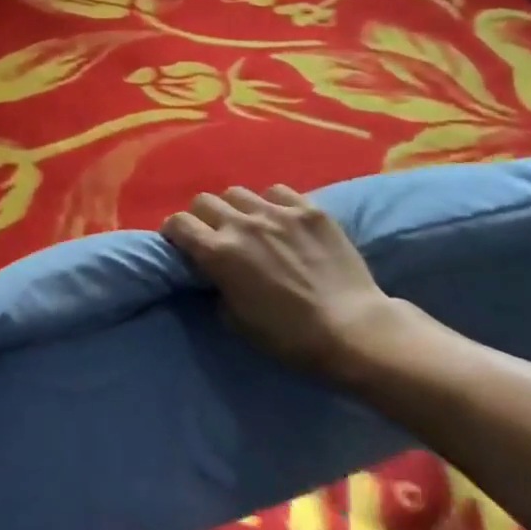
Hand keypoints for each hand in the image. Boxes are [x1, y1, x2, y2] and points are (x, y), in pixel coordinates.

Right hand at [162, 185, 405, 383]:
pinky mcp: (309, 210)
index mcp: (219, 252)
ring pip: (238, 192)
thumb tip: (214, 274)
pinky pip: (277, 191)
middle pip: (204, 201)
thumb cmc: (291, 338)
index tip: (180, 243)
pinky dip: (272, 202)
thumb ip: (217, 288)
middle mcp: (242, 223)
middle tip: (214, 235)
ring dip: (236, 208)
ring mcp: (277, 212)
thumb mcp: (237, 322)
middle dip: (202, 217)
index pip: (178, 223)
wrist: (355, 331)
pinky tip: (282, 220)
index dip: (174, 232)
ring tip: (249, 225)